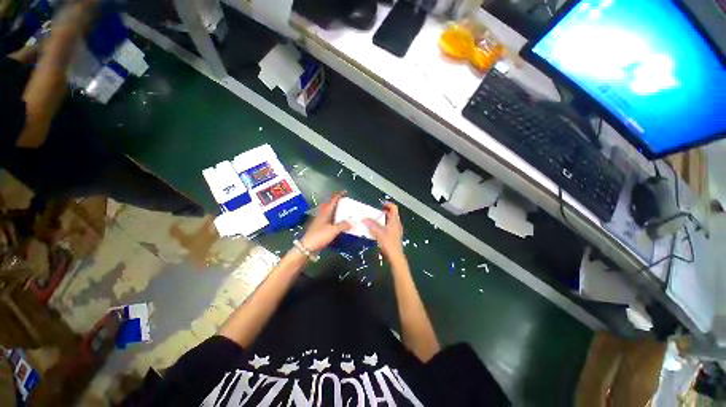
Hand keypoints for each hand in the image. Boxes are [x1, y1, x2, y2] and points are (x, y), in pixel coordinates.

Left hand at [299, 192, 350, 252]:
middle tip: (343, 200)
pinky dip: (332, 216)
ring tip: (341, 209)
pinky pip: (327, 217)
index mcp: (325, 212)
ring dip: (333, 208)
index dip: (339, 195)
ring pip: (327, 210)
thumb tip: (351, 223)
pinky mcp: (318, 226)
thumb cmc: (320, 236)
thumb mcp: (333, 230)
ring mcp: (319, 220)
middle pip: (328, 203)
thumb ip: (343, 225)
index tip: (345, 192)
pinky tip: (336, 221)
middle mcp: (321, 214)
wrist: (307, 247)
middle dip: (335, 200)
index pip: (332, 200)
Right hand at [363, 202, 403, 258]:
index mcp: (395, 221)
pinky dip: (385, 224)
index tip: (381, 204)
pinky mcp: (395, 236)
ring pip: (391, 220)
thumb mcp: (378, 232)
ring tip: (376, 220)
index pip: (394, 208)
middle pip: (393, 214)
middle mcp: (397, 224)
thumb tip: (364, 218)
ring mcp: (397, 230)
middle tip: (377, 212)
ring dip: (384, 218)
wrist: (395, 255)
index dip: (388, 204)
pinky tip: (378, 229)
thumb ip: (371, 224)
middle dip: (385, 211)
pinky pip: (390, 226)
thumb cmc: (388, 242)